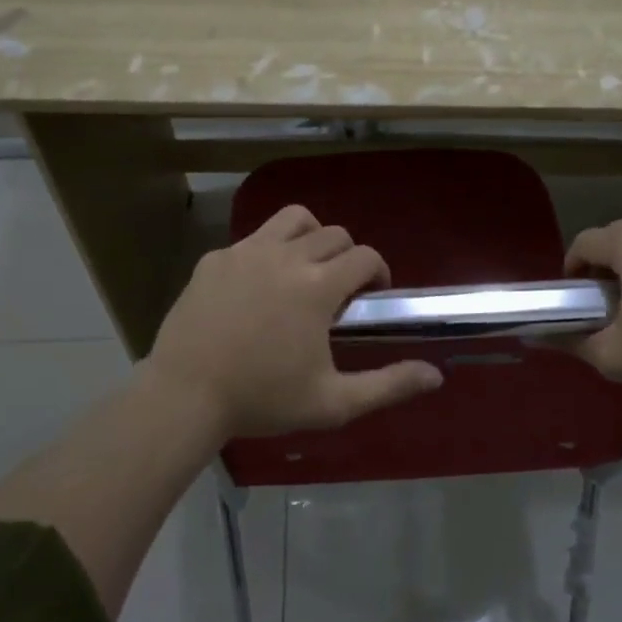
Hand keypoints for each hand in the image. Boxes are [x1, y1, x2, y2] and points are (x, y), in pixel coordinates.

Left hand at [142, 205, 443, 441]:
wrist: (185, 395)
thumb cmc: (262, 400)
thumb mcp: (333, 402)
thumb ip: (388, 385)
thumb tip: (436, 377)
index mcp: (318, 286)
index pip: (365, 256)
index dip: (378, 272)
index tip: (371, 297)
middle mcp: (286, 256)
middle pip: (334, 234)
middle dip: (347, 257)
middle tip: (338, 292)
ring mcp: (246, 252)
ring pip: (293, 219)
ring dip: (310, 237)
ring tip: (304, 270)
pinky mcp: (214, 259)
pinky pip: (252, 240)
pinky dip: (266, 252)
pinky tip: (256, 288)